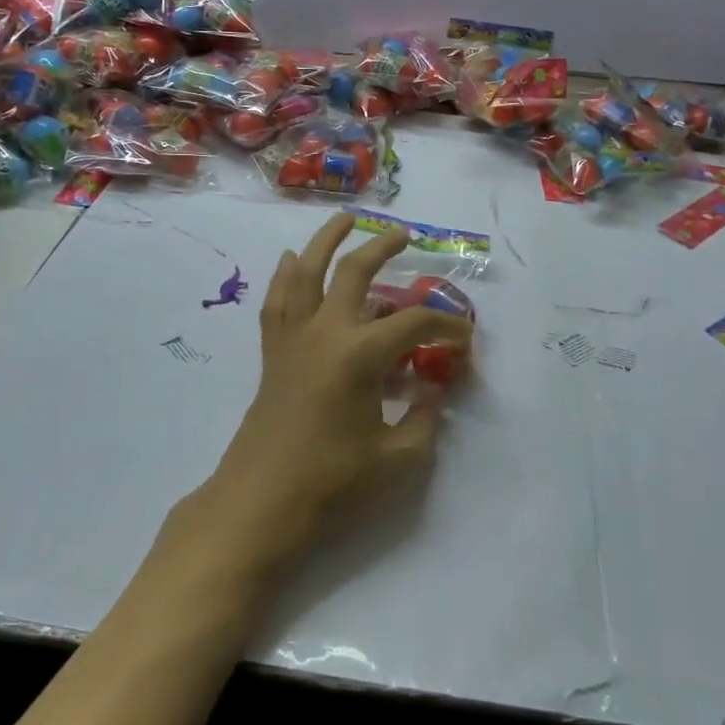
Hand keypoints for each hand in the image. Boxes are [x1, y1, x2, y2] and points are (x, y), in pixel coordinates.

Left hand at [195, 214, 473, 567]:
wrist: (259, 504)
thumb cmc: (331, 484)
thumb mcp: (396, 460)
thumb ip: (425, 420)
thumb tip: (433, 392)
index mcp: (360, 354)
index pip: (414, 324)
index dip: (446, 326)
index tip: (465, 338)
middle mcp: (325, 331)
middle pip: (355, 272)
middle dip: (383, 248)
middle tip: (404, 235)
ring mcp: (294, 338)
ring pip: (307, 271)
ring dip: (327, 240)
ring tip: (346, 219)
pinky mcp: (273, 352)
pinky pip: (278, 301)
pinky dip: (286, 275)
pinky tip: (291, 260)